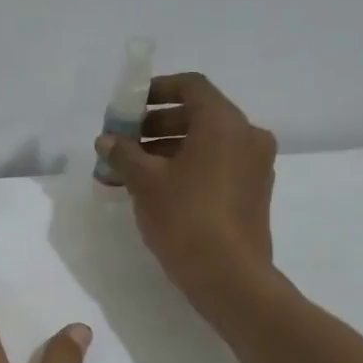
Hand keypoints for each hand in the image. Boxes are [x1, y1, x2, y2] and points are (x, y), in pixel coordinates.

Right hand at [94, 72, 278, 312]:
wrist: (228, 276)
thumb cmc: (185, 217)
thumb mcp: (144, 182)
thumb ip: (123, 153)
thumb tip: (107, 140)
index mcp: (224, 123)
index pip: (190, 86)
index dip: (156, 90)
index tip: (129, 106)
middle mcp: (247, 135)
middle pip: (198, 114)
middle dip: (156, 125)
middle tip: (124, 141)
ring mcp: (255, 165)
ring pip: (206, 142)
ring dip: (168, 148)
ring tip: (132, 170)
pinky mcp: (253, 191)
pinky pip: (217, 164)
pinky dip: (188, 166)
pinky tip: (157, 189)